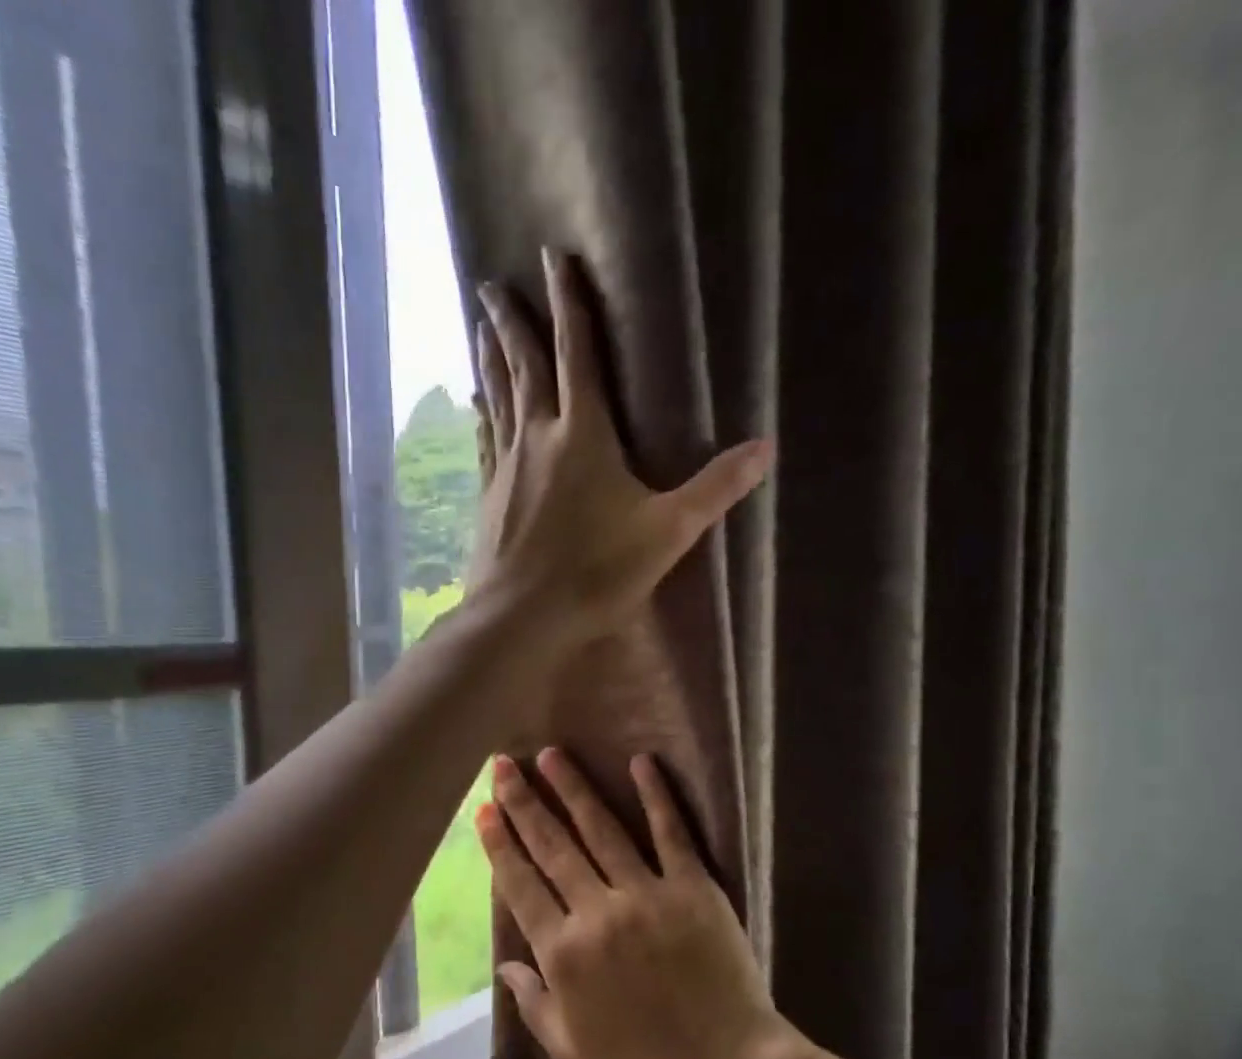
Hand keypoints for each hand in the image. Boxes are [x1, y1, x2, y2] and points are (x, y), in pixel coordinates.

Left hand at [469, 250, 772, 652]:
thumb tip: (765, 448)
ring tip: (479, 326)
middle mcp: (538, 437)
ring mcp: (507, 468)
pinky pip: (485, 442)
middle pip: (525, 366)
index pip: (577, 352)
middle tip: (494, 284)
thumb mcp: (668, 532)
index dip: (569, 303)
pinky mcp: (489, 498)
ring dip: (491, 359)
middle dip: (513, 321)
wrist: (521, 618)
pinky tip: (475, 407)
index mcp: (584, 434)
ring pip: (498, 399)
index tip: (552, 258)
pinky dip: (482, 416)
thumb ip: (714, 489)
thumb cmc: (596, 573)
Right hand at [474, 747, 803, 1058]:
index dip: (500, 844)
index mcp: (563, 955)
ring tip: (552, 754)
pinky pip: (671, 833)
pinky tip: (641, 762)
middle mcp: (596, 913)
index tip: (484, 810)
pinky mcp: (693, 888)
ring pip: (601, 830)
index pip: (521, 886)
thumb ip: (535, 1005)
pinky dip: (655, 795)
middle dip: (524, 803)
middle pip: (553, 847)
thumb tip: (506, 966)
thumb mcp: (573, 1053)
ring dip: (573, 788)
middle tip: (504, 764)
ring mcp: (647, 895)